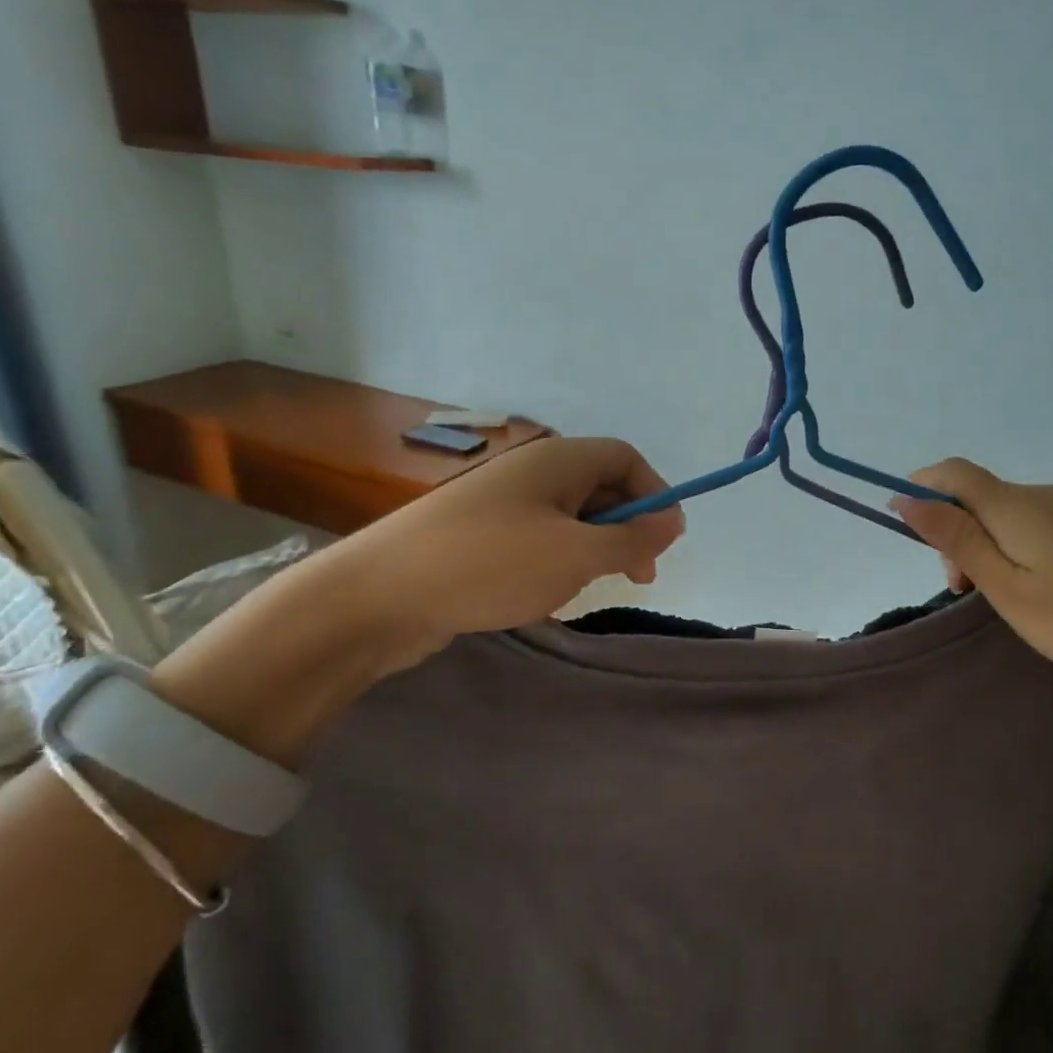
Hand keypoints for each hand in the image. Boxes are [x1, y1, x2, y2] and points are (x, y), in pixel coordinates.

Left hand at [317, 435, 685, 673]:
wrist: (379, 595)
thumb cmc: (491, 564)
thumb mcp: (576, 554)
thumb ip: (631, 539)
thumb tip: (673, 521)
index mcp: (556, 461)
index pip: (624, 457)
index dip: (654, 493)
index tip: (666, 541)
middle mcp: (531, 472)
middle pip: (599, 485)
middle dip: (627, 527)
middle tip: (639, 575)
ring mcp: (502, 504)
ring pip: (570, 516)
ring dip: (594, 548)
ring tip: (592, 586)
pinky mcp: (481, 536)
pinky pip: (539, 537)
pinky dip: (559, 560)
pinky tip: (550, 592)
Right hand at [890, 458, 1052, 696]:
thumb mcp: (1008, 589)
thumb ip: (958, 541)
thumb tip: (909, 499)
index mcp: (1018, 506)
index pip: (954, 473)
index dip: (922, 487)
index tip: (904, 523)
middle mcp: (1048, 494)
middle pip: (983, 497)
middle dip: (957, 532)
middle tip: (965, 591)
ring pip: (1015, 513)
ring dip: (990, 543)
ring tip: (1007, 598)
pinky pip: (1046, 523)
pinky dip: (1023, 546)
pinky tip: (1047, 589)